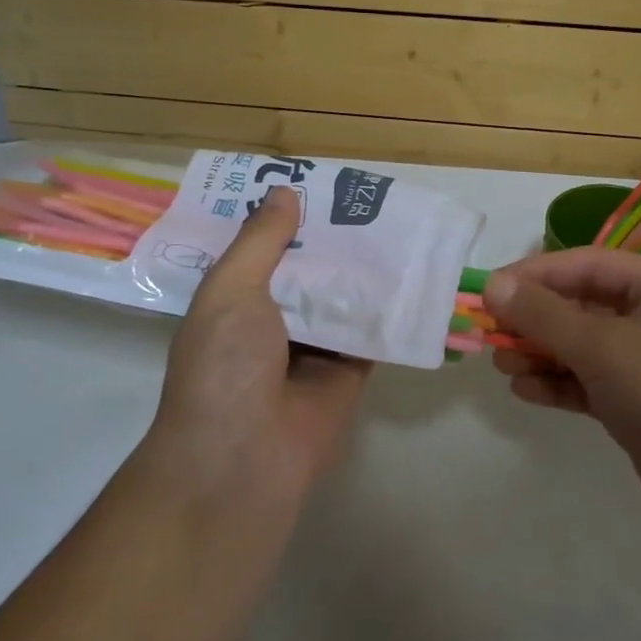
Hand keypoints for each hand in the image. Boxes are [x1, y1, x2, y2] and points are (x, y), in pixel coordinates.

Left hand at [146, 187, 371, 507]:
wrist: (244, 458)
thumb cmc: (224, 366)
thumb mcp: (230, 290)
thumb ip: (260, 241)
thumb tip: (285, 190)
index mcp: (236, 300)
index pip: (264, 248)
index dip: (287, 218)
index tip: (318, 183)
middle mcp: (274, 320)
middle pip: (310, 270)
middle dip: (334, 238)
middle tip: (371, 196)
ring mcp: (314, 346)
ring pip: (344, 296)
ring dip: (365, 268)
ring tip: (399, 222)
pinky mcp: (350, 370)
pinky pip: (373, 330)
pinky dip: (390, 306)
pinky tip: (416, 270)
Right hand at [484, 249, 640, 561]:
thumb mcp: (603, 346)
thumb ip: (543, 315)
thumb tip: (492, 284)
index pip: (585, 264)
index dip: (534, 275)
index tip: (488, 292)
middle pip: (582, 305)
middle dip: (535, 320)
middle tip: (491, 336)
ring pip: (584, 347)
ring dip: (542, 353)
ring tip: (503, 367)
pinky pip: (592, 383)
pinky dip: (560, 384)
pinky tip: (527, 392)